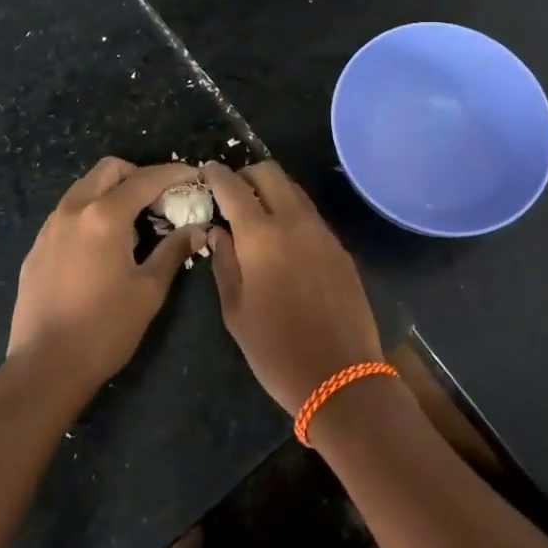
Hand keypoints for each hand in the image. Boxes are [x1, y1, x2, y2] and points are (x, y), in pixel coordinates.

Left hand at [7, 158, 203, 403]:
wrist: (45, 368)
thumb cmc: (105, 328)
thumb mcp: (149, 289)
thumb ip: (174, 251)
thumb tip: (197, 229)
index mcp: (104, 216)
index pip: (145, 179)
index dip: (174, 173)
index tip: (194, 175)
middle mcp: (73, 210)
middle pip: (109, 170)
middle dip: (138, 175)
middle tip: (160, 198)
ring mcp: (50, 227)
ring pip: (85, 187)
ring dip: (112, 191)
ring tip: (133, 221)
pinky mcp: (37, 247)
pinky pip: (68, 212)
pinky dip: (91, 212)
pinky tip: (103, 245)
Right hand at [203, 162, 383, 415]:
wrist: (341, 377)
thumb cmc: (276, 350)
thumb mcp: (236, 312)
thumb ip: (224, 264)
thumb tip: (219, 232)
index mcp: (261, 236)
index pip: (234, 187)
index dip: (217, 174)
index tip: (206, 171)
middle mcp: (294, 222)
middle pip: (270, 173)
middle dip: (247, 174)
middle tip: (233, 192)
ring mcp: (322, 232)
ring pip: (294, 190)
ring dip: (272, 190)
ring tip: (257, 212)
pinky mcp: (340, 247)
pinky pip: (311, 214)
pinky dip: (292, 212)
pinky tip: (283, 237)